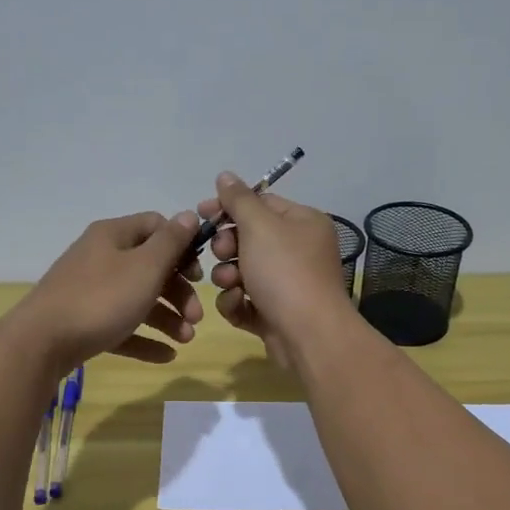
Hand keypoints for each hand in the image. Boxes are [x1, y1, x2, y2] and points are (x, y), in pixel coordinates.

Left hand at [14, 211, 204, 368]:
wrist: (41, 342)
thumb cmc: (101, 298)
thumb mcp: (144, 267)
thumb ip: (171, 242)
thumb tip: (189, 214)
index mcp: (113, 236)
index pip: (156, 226)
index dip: (182, 246)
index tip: (199, 273)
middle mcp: (100, 257)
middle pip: (150, 267)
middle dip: (179, 291)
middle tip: (197, 317)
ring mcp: (89, 291)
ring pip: (138, 299)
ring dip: (167, 317)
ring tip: (185, 340)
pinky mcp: (83, 322)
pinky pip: (122, 326)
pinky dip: (144, 338)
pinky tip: (166, 355)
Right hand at [200, 172, 352, 369]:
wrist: (308, 335)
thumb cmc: (285, 271)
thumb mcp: (260, 226)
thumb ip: (239, 199)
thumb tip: (225, 175)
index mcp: (303, 223)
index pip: (261, 204)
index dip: (229, 207)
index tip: (201, 213)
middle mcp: (298, 250)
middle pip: (248, 238)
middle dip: (227, 246)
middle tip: (222, 252)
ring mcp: (286, 284)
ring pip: (241, 270)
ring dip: (228, 276)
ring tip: (231, 283)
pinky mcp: (274, 313)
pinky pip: (244, 299)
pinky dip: (236, 302)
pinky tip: (238, 305)